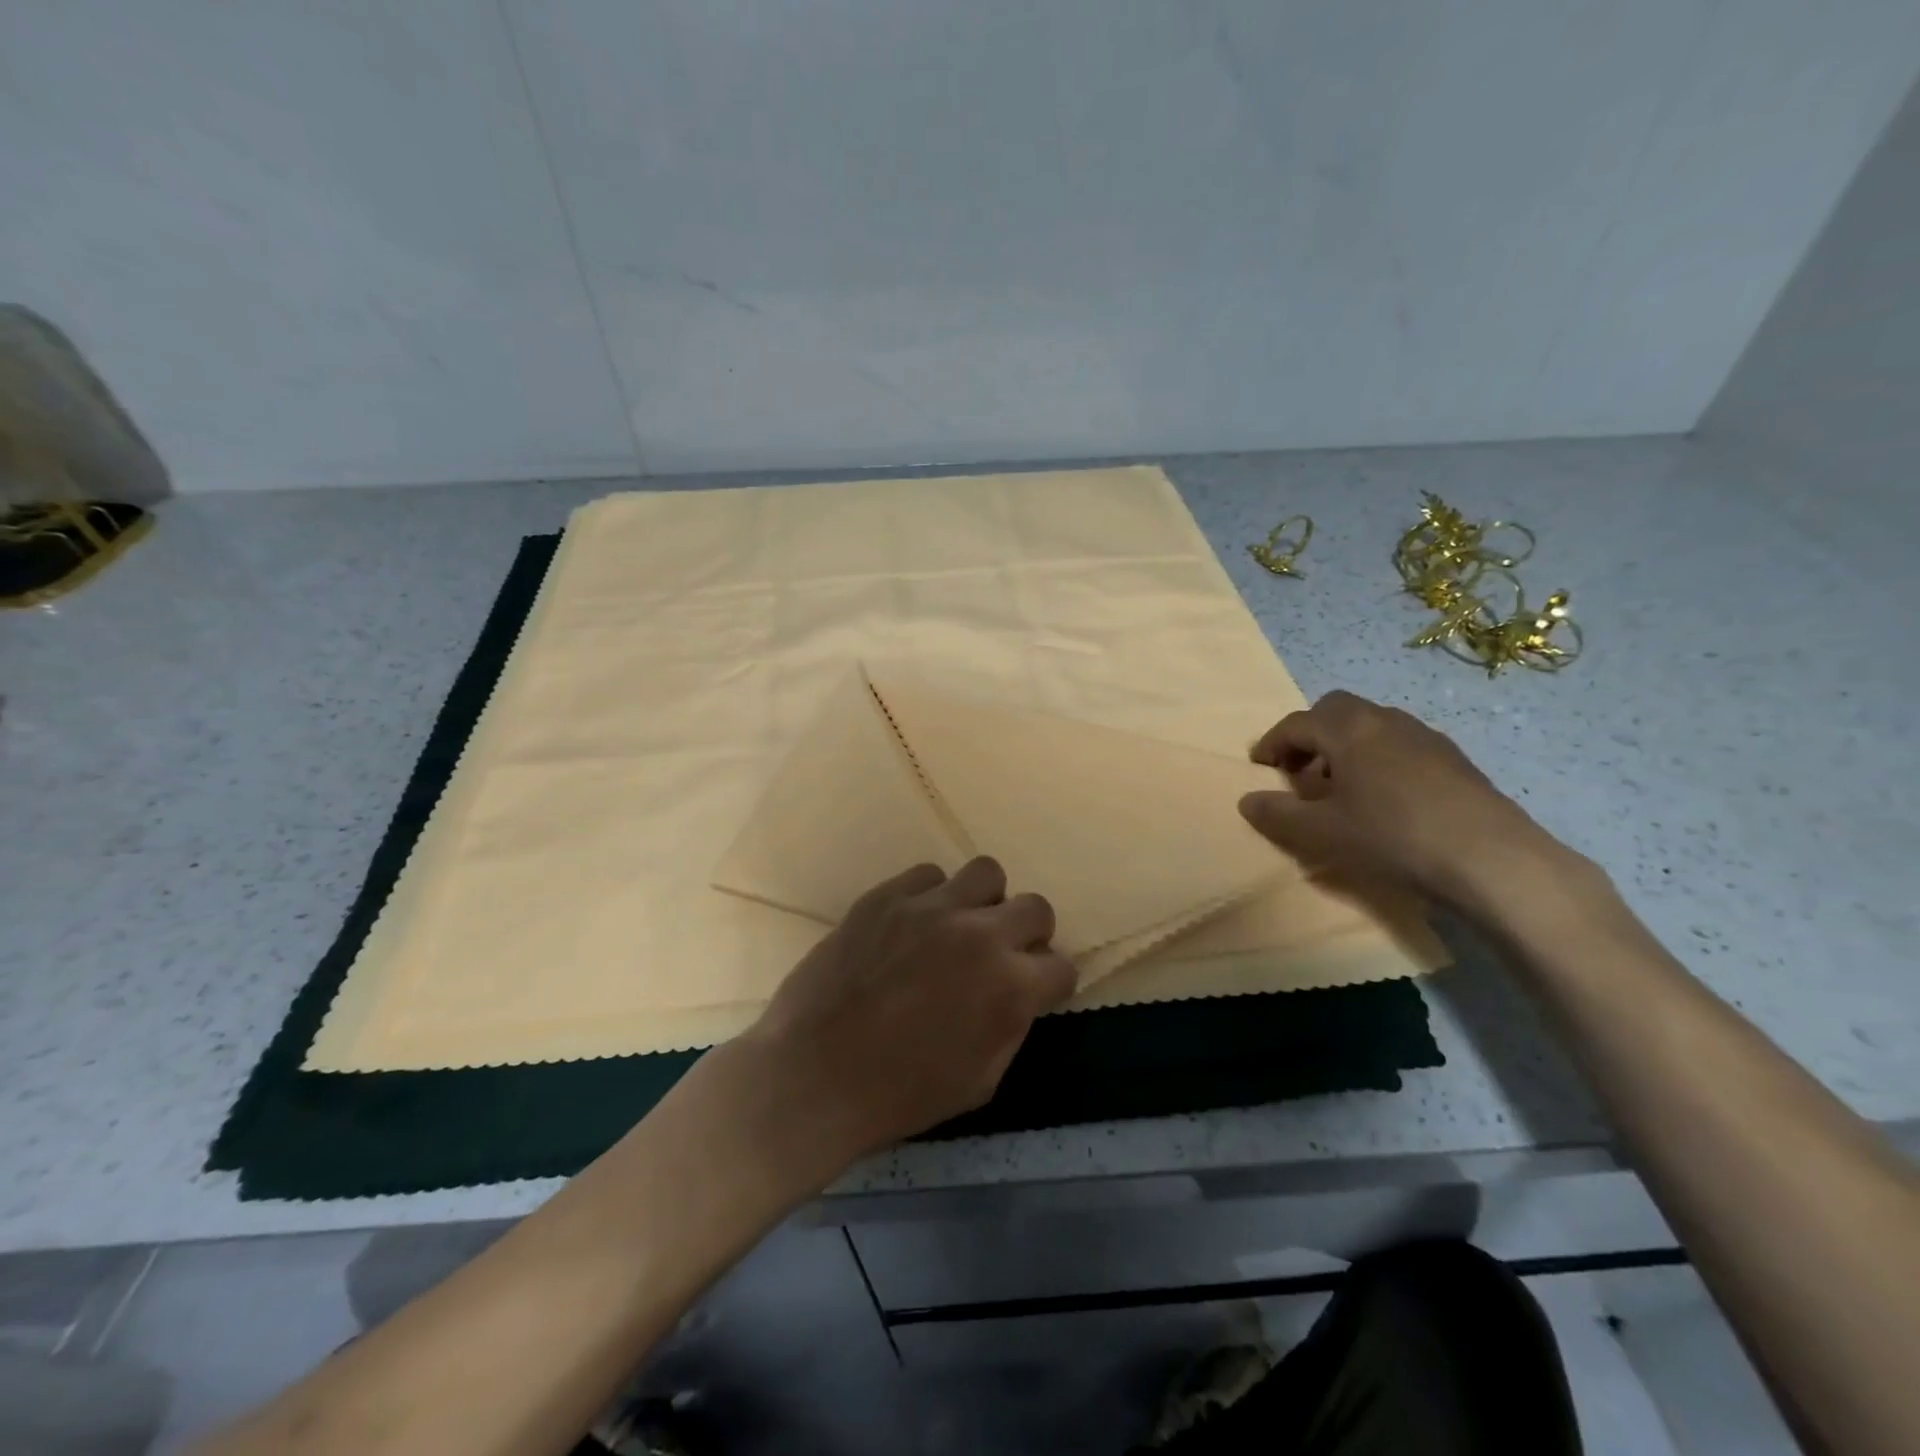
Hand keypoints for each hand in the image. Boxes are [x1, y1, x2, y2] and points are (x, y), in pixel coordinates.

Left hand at [740, 857, 1076, 1162]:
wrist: (814, 1077)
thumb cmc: (900, 1095)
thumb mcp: (980, 1081)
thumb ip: (1012, 1026)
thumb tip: (1020, 993)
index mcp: (1010, 988)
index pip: (1062, 966)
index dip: (1050, 983)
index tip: (1033, 991)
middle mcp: (980, 935)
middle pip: (1036, 906)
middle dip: (1029, 933)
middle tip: (1001, 954)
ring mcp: (931, 908)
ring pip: (986, 873)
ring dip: (984, 901)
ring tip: (960, 926)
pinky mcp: (887, 896)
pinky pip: (928, 875)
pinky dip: (931, 896)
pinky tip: (913, 924)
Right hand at [1237, 690, 1575, 913]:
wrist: (1491, 860)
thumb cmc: (1392, 837)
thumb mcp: (1321, 832)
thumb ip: (1278, 813)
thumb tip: (1247, 799)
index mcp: (1349, 729)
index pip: (1297, 723)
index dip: (1272, 743)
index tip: (1259, 767)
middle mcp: (1385, 720)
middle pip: (1335, 710)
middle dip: (1310, 735)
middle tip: (1298, 772)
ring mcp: (1425, 736)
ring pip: (1370, 726)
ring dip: (1344, 747)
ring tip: (1339, 788)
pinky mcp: (1453, 759)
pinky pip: (1399, 744)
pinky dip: (1376, 759)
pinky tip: (1383, 799)